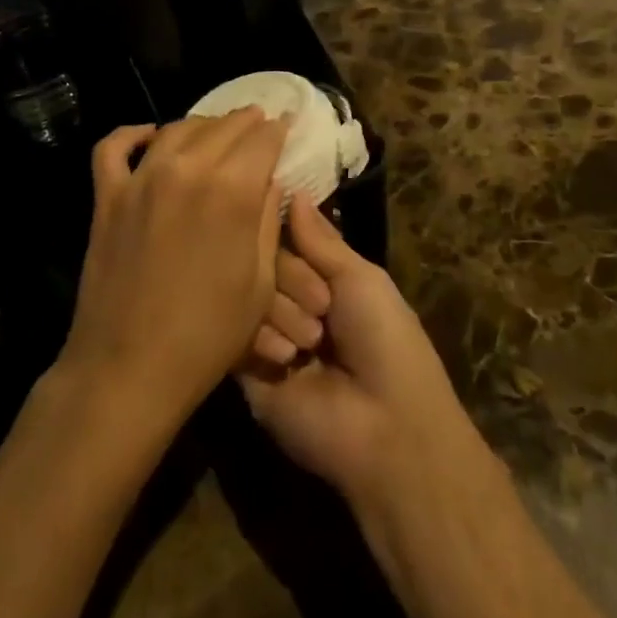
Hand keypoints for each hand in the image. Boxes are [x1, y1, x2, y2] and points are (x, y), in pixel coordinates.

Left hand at [62, 110, 289, 428]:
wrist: (130, 367)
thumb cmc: (207, 335)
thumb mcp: (259, 281)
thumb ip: (265, 220)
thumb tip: (267, 179)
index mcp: (232, 190)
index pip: (262, 139)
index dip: (278, 130)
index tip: (286, 125)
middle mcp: (186, 169)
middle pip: (222, 127)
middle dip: (246, 122)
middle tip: (258, 122)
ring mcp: (140, 179)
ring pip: (176, 129)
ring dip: (203, 124)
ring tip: (217, 130)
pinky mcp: (107, 196)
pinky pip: (114, 147)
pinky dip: (133, 134)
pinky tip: (150, 136)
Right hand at [238, 199, 480, 505]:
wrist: (384, 427)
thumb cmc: (386, 342)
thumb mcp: (361, 279)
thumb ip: (320, 239)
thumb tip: (291, 190)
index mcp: (322, 278)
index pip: (283, 235)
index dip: (283, 229)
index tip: (279, 226)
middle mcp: (289, 299)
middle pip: (261, 260)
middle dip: (291, 277)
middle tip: (322, 307)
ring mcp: (264, 332)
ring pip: (244, 291)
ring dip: (280, 310)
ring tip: (310, 343)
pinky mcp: (242, 367)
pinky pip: (231, 330)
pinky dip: (259, 336)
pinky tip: (287, 358)